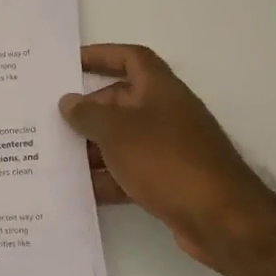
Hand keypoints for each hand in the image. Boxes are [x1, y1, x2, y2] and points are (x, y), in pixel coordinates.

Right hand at [60, 44, 275, 273]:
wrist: (221, 219)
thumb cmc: (167, 160)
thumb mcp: (117, 131)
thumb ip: (87, 114)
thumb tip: (68, 102)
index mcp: (160, 89)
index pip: (131, 58)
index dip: (101, 55)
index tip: (70, 63)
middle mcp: (166, 113)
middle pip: (121, 102)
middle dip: (88, 110)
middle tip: (53, 120)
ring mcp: (169, 149)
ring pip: (123, 140)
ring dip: (93, 148)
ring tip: (57, 157)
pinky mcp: (169, 181)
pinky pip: (130, 172)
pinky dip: (107, 178)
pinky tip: (80, 190)